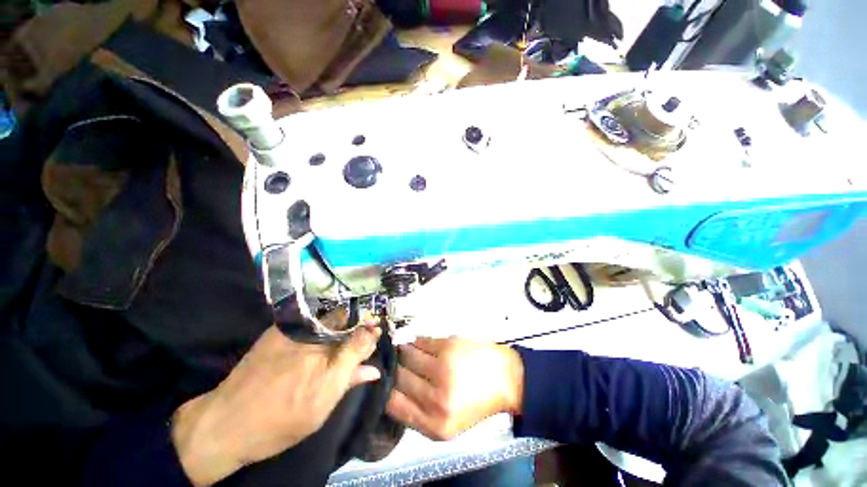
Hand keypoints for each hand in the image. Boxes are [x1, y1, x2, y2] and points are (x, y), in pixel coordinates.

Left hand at [171, 314, 381, 485]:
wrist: (227, 421)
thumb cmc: (280, 421)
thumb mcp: (321, 407)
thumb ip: (350, 380)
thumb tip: (375, 369)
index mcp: (328, 363)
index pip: (362, 337)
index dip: (372, 332)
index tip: (378, 330)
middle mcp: (315, 340)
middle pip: (348, 320)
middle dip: (361, 319)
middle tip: (369, 321)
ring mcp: (296, 330)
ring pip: (331, 315)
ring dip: (346, 315)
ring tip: (352, 317)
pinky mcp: (280, 328)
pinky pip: (312, 315)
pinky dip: (326, 316)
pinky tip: (329, 320)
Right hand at [386, 337, 523, 440]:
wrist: (505, 379)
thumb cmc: (476, 402)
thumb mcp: (447, 424)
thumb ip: (417, 413)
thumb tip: (390, 390)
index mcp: (435, 425)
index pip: (392, 404)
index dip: (385, 390)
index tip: (384, 382)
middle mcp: (436, 399)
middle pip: (398, 377)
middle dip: (395, 369)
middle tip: (397, 364)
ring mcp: (442, 369)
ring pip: (406, 355)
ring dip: (403, 352)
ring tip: (406, 352)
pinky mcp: (448, 346)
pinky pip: (419, 341)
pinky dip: (415, 342)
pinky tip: (418, 344)